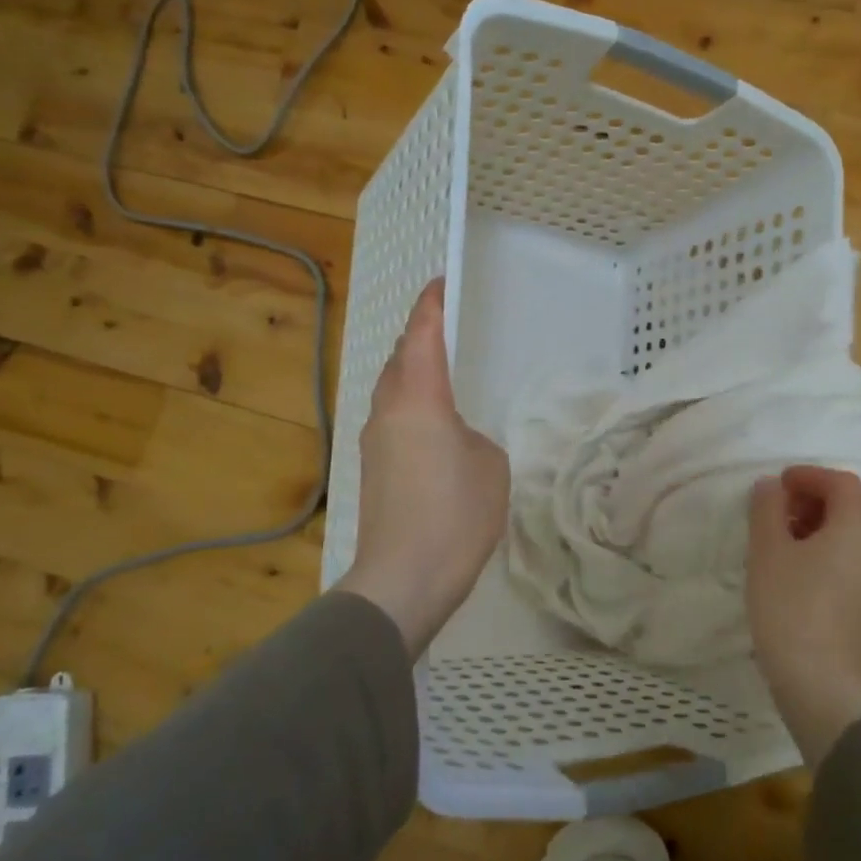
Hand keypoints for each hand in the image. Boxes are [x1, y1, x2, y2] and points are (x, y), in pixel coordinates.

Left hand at [336, 280, 509, 654]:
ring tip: (440, 376)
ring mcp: (373, 441)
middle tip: (446, 330)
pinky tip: (431, 427)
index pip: (421, 335)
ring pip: (391, 389)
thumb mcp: (490, 465)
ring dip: (411, 373)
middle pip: (398, 358)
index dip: (431, 305)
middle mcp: (387, 411)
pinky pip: (391, 418)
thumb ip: (473, 437)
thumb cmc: (456, 514)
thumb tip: (453, 440)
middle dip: (419, 338)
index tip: (441, 283)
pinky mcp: (371, 469)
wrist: (404, 577)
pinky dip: (409, 405)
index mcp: (419, 399)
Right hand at [746, 465, 860, 762]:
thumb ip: (767, 508)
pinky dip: (833, 549)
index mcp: (857, 525)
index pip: (842, 482)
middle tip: (782, 509)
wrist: (818, 679)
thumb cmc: (789, 605)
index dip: (809, 475)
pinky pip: (857, 559)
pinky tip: (802, 569)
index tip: (778, 484)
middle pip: (856, 505)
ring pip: (858, 533)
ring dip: (825, 524)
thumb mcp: (768, 550)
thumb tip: (771, 485)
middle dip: (819, 498)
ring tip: (786, 538)